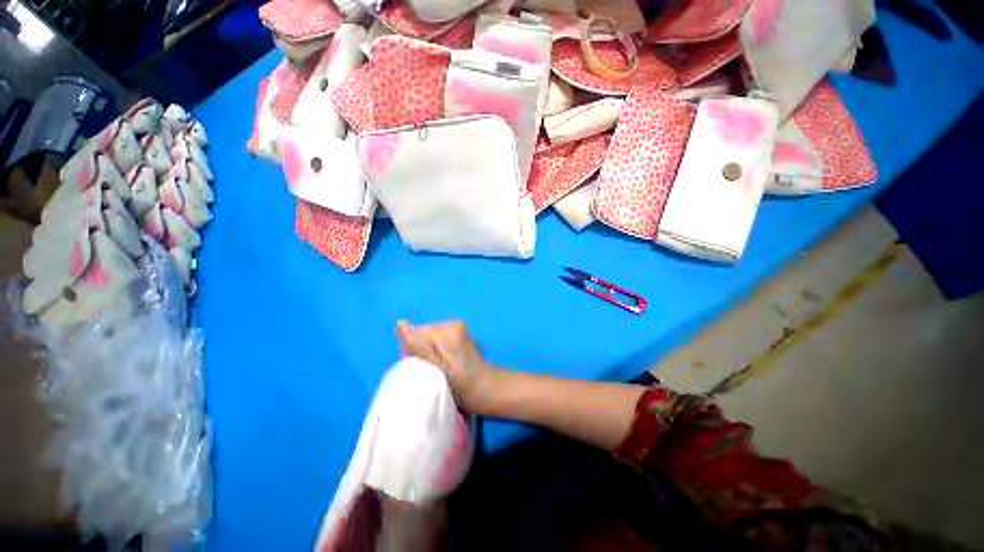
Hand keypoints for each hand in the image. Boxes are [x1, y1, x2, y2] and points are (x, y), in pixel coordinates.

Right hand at [396, 321, 498, 413]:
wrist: (486, 388)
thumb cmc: (461, 387)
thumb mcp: (437, 371)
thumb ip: (419, 348)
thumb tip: (401, 324)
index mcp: (448, 331)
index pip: (415, 334)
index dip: (413, 353)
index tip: (423, 370)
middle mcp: (453, 323)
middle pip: (422, 333)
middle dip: (421, 351)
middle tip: (430, 371)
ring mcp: (458, 326)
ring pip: (428, 336)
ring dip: (428, 351)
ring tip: (437, 368)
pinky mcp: (459, 331)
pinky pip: (437, 337)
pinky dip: (436, 349)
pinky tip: (444, 362)